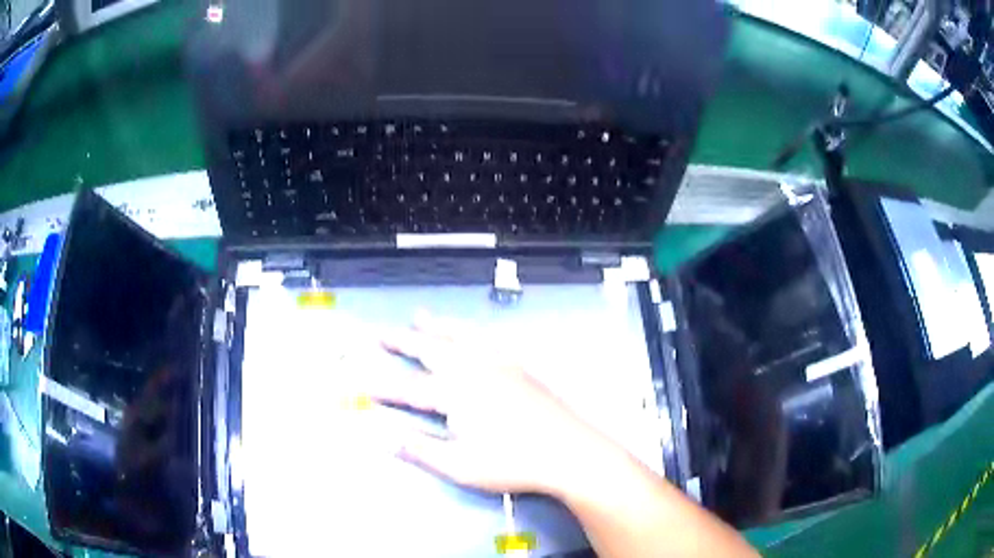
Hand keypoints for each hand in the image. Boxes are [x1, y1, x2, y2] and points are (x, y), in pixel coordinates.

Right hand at [365, 312, 613, 496]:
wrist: (567, 451)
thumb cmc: (511, 463)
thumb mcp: (460, 465)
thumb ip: (422, 450)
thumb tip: (387, 439)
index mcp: (455, 393)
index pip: (410, 388)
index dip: (384, 387)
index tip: (361, 384)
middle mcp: (473, 369)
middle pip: (430, 349)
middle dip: (402, 341)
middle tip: (380, 334)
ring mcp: (499, 365)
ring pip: (460, 336)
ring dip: (436, 326)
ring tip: (420, 316)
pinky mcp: (518, 368)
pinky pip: (489, 340)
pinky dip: (471, 332)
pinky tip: (471, 334)